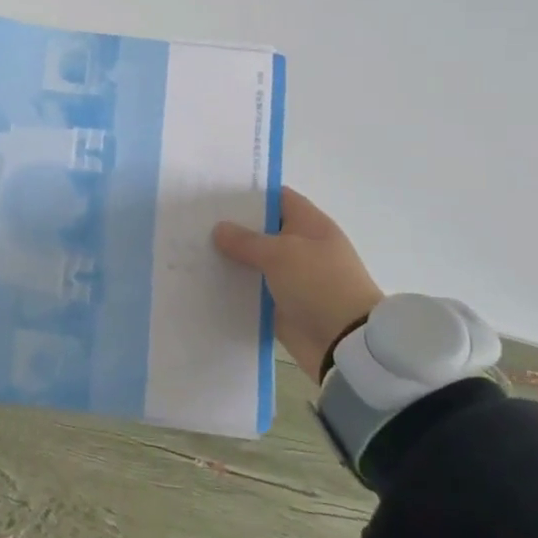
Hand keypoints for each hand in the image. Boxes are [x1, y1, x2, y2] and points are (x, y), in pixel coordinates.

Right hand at [212, 187, 384, 380]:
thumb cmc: (319, 284)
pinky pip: (252, 291)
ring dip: (230, 259)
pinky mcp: (281, 305)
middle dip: (232, 227)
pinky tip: (204, 282)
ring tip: (192, 251)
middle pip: (262, 230)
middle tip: (194, 221)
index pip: (277, 198)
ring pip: (254, 262)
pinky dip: (234, 288)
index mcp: (309, 224)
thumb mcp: (280, 254)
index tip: (215, 194)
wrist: (345, 343)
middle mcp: (301, 247)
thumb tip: (219, 228)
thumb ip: (246, 240)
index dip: (249, 194)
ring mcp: (291, 277)